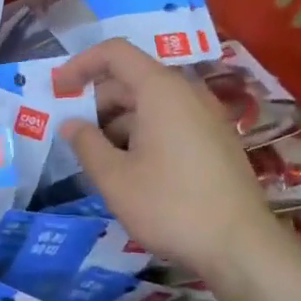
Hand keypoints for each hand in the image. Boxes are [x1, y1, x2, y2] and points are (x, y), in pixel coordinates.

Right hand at [59, 39, 299, 292]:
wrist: (241, 248)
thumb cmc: (170, 206)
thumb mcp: (114, 178)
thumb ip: (86, 144)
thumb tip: (71, 124)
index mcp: (161, 90)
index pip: (115, 53)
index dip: (81, 64)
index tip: (58, 89)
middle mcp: (187, 93)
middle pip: (132, 79)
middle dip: (97, 101)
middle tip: (73, 134)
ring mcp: (206, 117)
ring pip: (150, 104)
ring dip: (118, 122)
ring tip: (98, 158)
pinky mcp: (215, 141)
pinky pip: (170, 121)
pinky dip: (142, 133)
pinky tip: (130, 169)